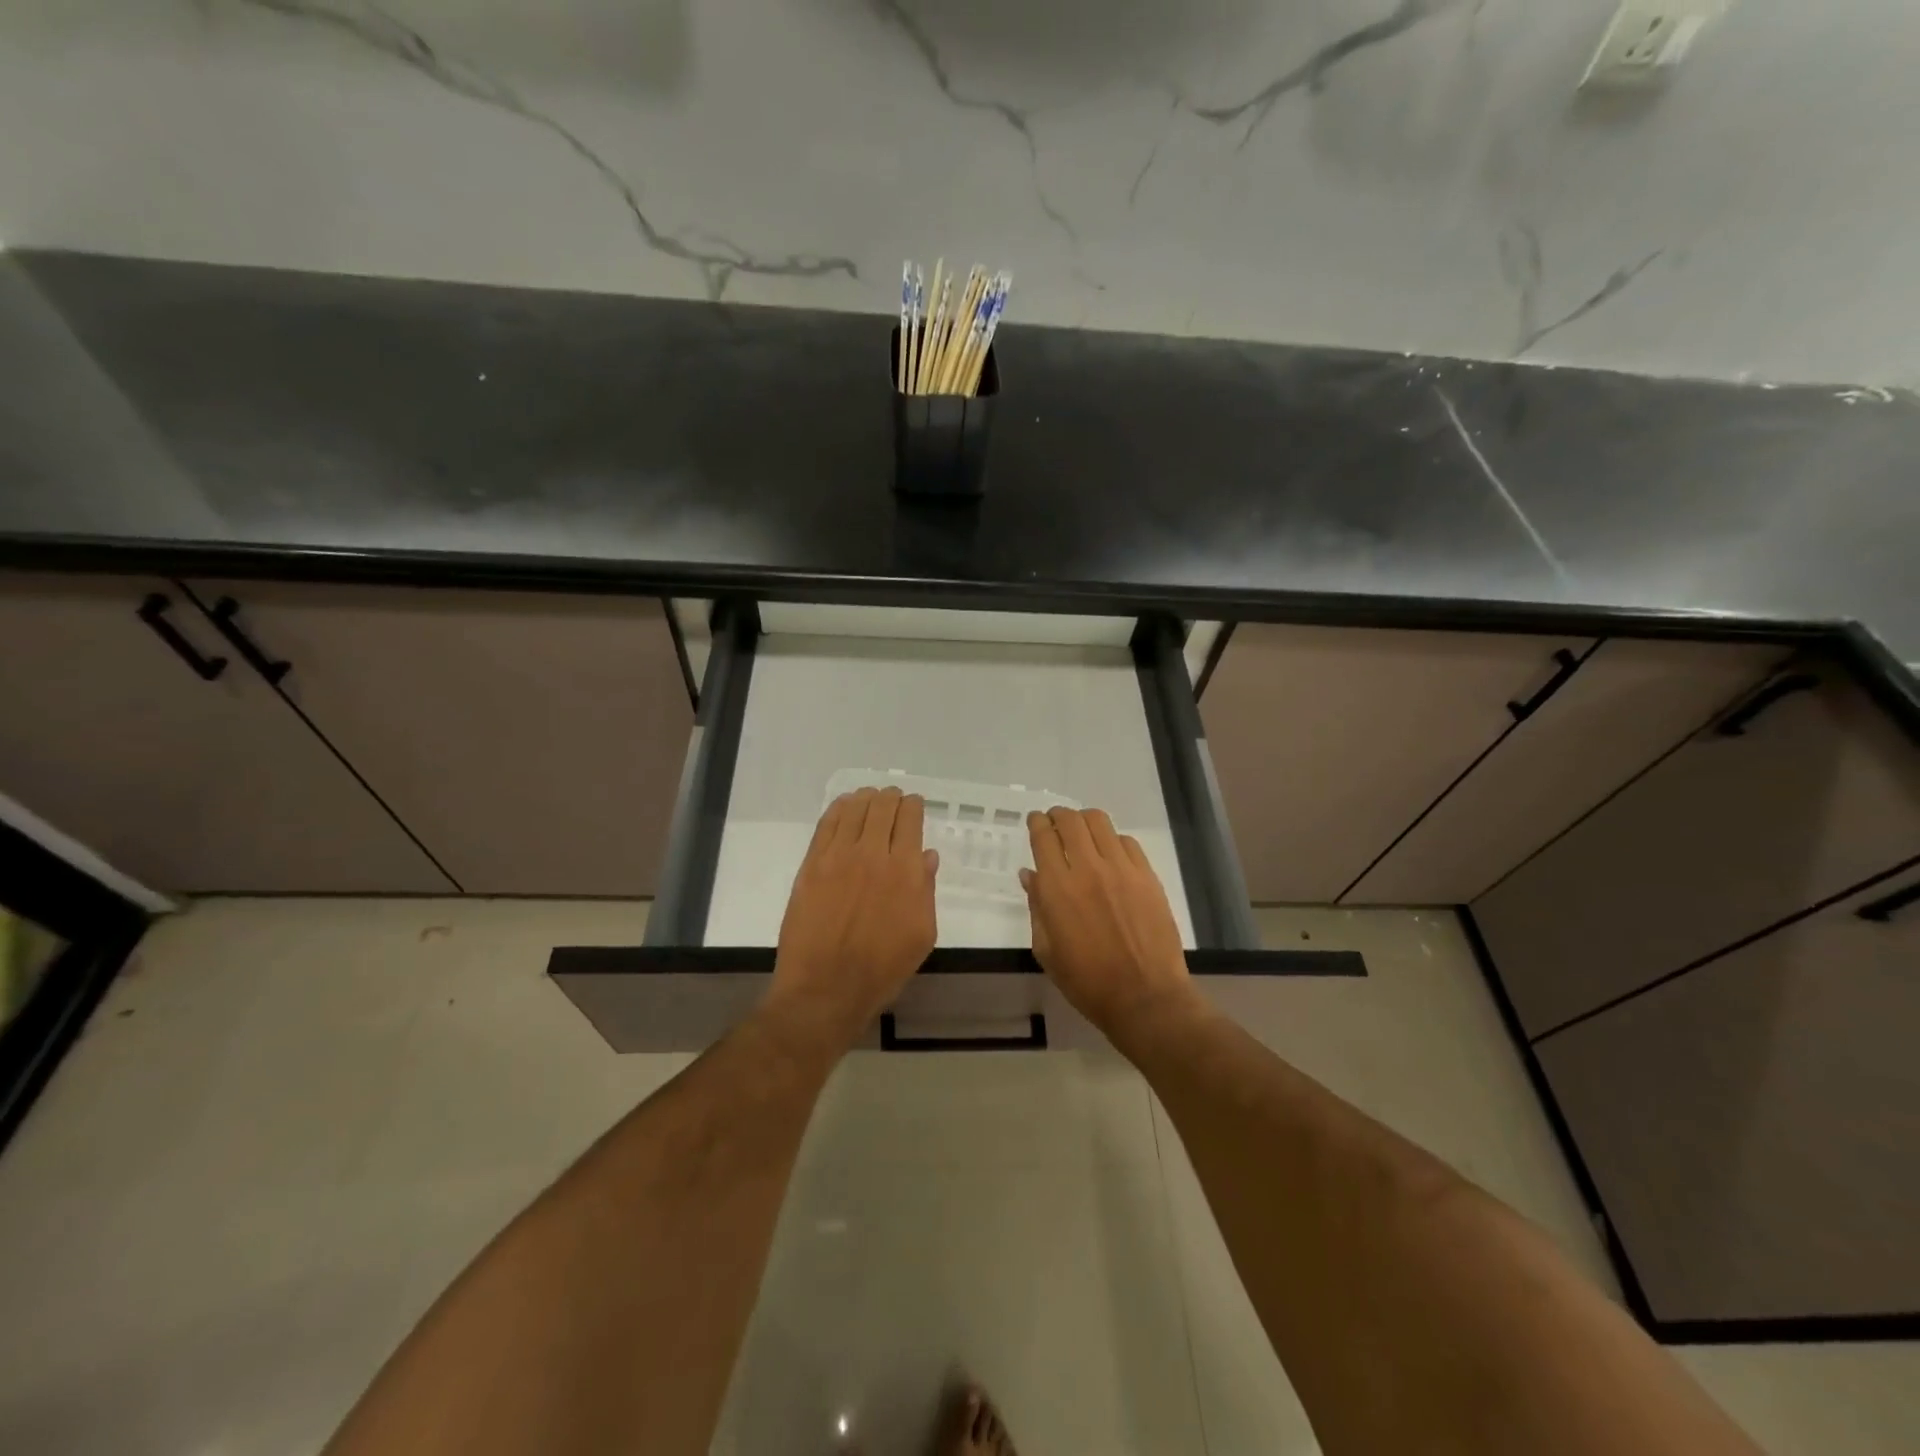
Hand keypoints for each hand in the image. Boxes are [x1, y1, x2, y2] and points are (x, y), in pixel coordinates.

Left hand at [767, 787, 938, 1048]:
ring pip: (854, 809)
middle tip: (893, 800)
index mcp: (905, 870)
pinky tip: (844, 807)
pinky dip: (838, 809)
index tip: (914, 806)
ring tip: (870, 798)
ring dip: (866, 798)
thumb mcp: (922, 934)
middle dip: (891, 798)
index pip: (910, 819)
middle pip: (882, 807)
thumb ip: (926, 890)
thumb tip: (927, 857)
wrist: (826, 988)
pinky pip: (826, 824)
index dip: (914, 806)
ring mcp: (838, 857)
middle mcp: (872, 854)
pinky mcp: (811, 865)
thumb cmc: (882, 969)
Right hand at [1019, 807, 1194, 1034]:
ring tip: (1082, 831)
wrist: (1145, 997)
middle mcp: (1088, 869)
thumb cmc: (1087, 981)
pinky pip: (1127, 842)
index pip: (1043, 837)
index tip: (1035, 821)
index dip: (1037, 823)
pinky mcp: (1147, 876)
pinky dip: (1112, 840)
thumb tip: (1029, 875)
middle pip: (1070, 821)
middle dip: (1058, 815)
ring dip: (1084, 820)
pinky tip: (1110, 853)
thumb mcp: (1047, 950)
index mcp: (1057, 889)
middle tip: (1055, 821)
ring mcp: (1121, 869)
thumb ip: (1036, 907)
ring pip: (1100, 822)